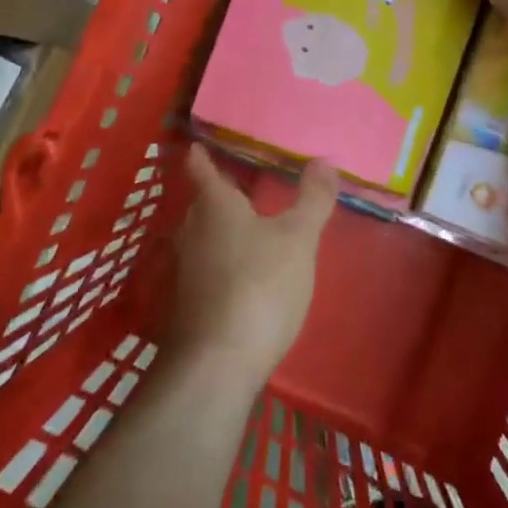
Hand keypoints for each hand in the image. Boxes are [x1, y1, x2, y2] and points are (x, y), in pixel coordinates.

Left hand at [168, 146, 338, 384]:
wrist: (216, 363)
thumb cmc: (259, 285)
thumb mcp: (298, 239)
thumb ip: (312, 199)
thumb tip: (324, 159)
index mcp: (214, 204)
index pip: (201, 167)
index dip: (202, 154)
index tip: (202, 143)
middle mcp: (190, 229)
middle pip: (203, 203)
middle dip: (221, 195)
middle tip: (247, 186)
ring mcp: (183, 268)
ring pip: (203, 236)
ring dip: (222, 230)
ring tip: (250, 228)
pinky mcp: (185, 302)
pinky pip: (204, 268)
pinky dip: (221, 262)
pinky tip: (242, 275)